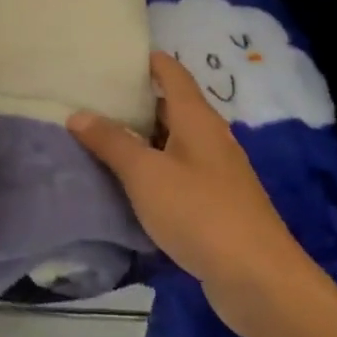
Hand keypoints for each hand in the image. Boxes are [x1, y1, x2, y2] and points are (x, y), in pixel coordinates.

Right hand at [69, 52, 302, 332]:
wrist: (258, 280)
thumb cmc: (200, 213)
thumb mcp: (145, 174)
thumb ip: (111, 141)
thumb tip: (78, 114)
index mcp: (197, 118)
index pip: (171, 72)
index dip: (145, 60)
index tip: (110, 55)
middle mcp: (209, 137)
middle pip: (170, 106)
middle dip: (134, 101)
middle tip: (90, 98)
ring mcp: (216, 172)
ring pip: (172, 142)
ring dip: (140, 139)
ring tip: (98, 137)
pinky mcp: (216, 204)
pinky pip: (177, 173)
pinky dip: (152, 170)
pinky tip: (126, 183)